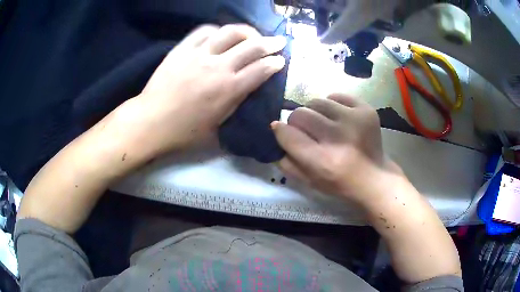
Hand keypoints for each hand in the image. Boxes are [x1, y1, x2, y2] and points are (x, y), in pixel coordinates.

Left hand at [129, 24, 286, 154]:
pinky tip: (221, 34)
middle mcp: (218, 66)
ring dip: (247, 31)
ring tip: (252, 34)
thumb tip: (247, 91)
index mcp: (229, 89)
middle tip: (279, 41)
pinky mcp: (183, 48)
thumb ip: (235, 106)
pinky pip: (204, 31)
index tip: (281, 60)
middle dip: (271, 43)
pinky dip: (218, 30)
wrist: (151, 121)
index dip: (275, 63)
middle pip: (252, 46)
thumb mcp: (217, 127)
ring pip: (230, 32)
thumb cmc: (184, 131)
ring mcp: (199, 54)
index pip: (261, 69)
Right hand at [271, 94, 399, 204]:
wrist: (375, 177)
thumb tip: (276, 131)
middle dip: (296, 122)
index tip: (282, 131)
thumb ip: (287, 160)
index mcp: (322, 161)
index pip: (287, 134)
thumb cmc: (340, 183)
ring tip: (323, 124)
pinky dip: (332, 106)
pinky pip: (336, 96)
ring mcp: (354, 119)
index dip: (280, 131)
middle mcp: (338, 138)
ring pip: (316, 101)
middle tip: (306, 131)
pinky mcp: (366, 109)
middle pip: (299, 114)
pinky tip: (338, 118)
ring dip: (314, 112)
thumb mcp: (308, 181)